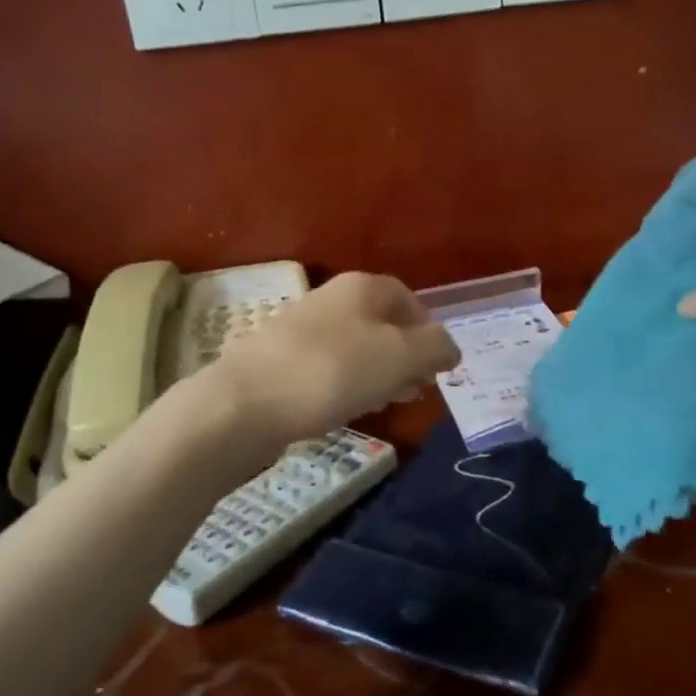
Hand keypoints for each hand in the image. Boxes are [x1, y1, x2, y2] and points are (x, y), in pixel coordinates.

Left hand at [212, 272, 460, 442]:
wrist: (245, 403)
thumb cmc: (333, 372)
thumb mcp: (400, 356)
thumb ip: (435, 347)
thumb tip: (449, 348)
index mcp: (362, 287)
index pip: (409, 299)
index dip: (429, 331)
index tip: (437, 367)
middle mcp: (331, 298)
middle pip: (383, 324)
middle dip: (406, 357)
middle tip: (417, 389)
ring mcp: (302, 329)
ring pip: (357, 348)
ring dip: (380, 374)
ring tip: (390, 403)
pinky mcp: (281, 360)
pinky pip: (330, 368)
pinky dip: (349, 385)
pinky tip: (351, 408)